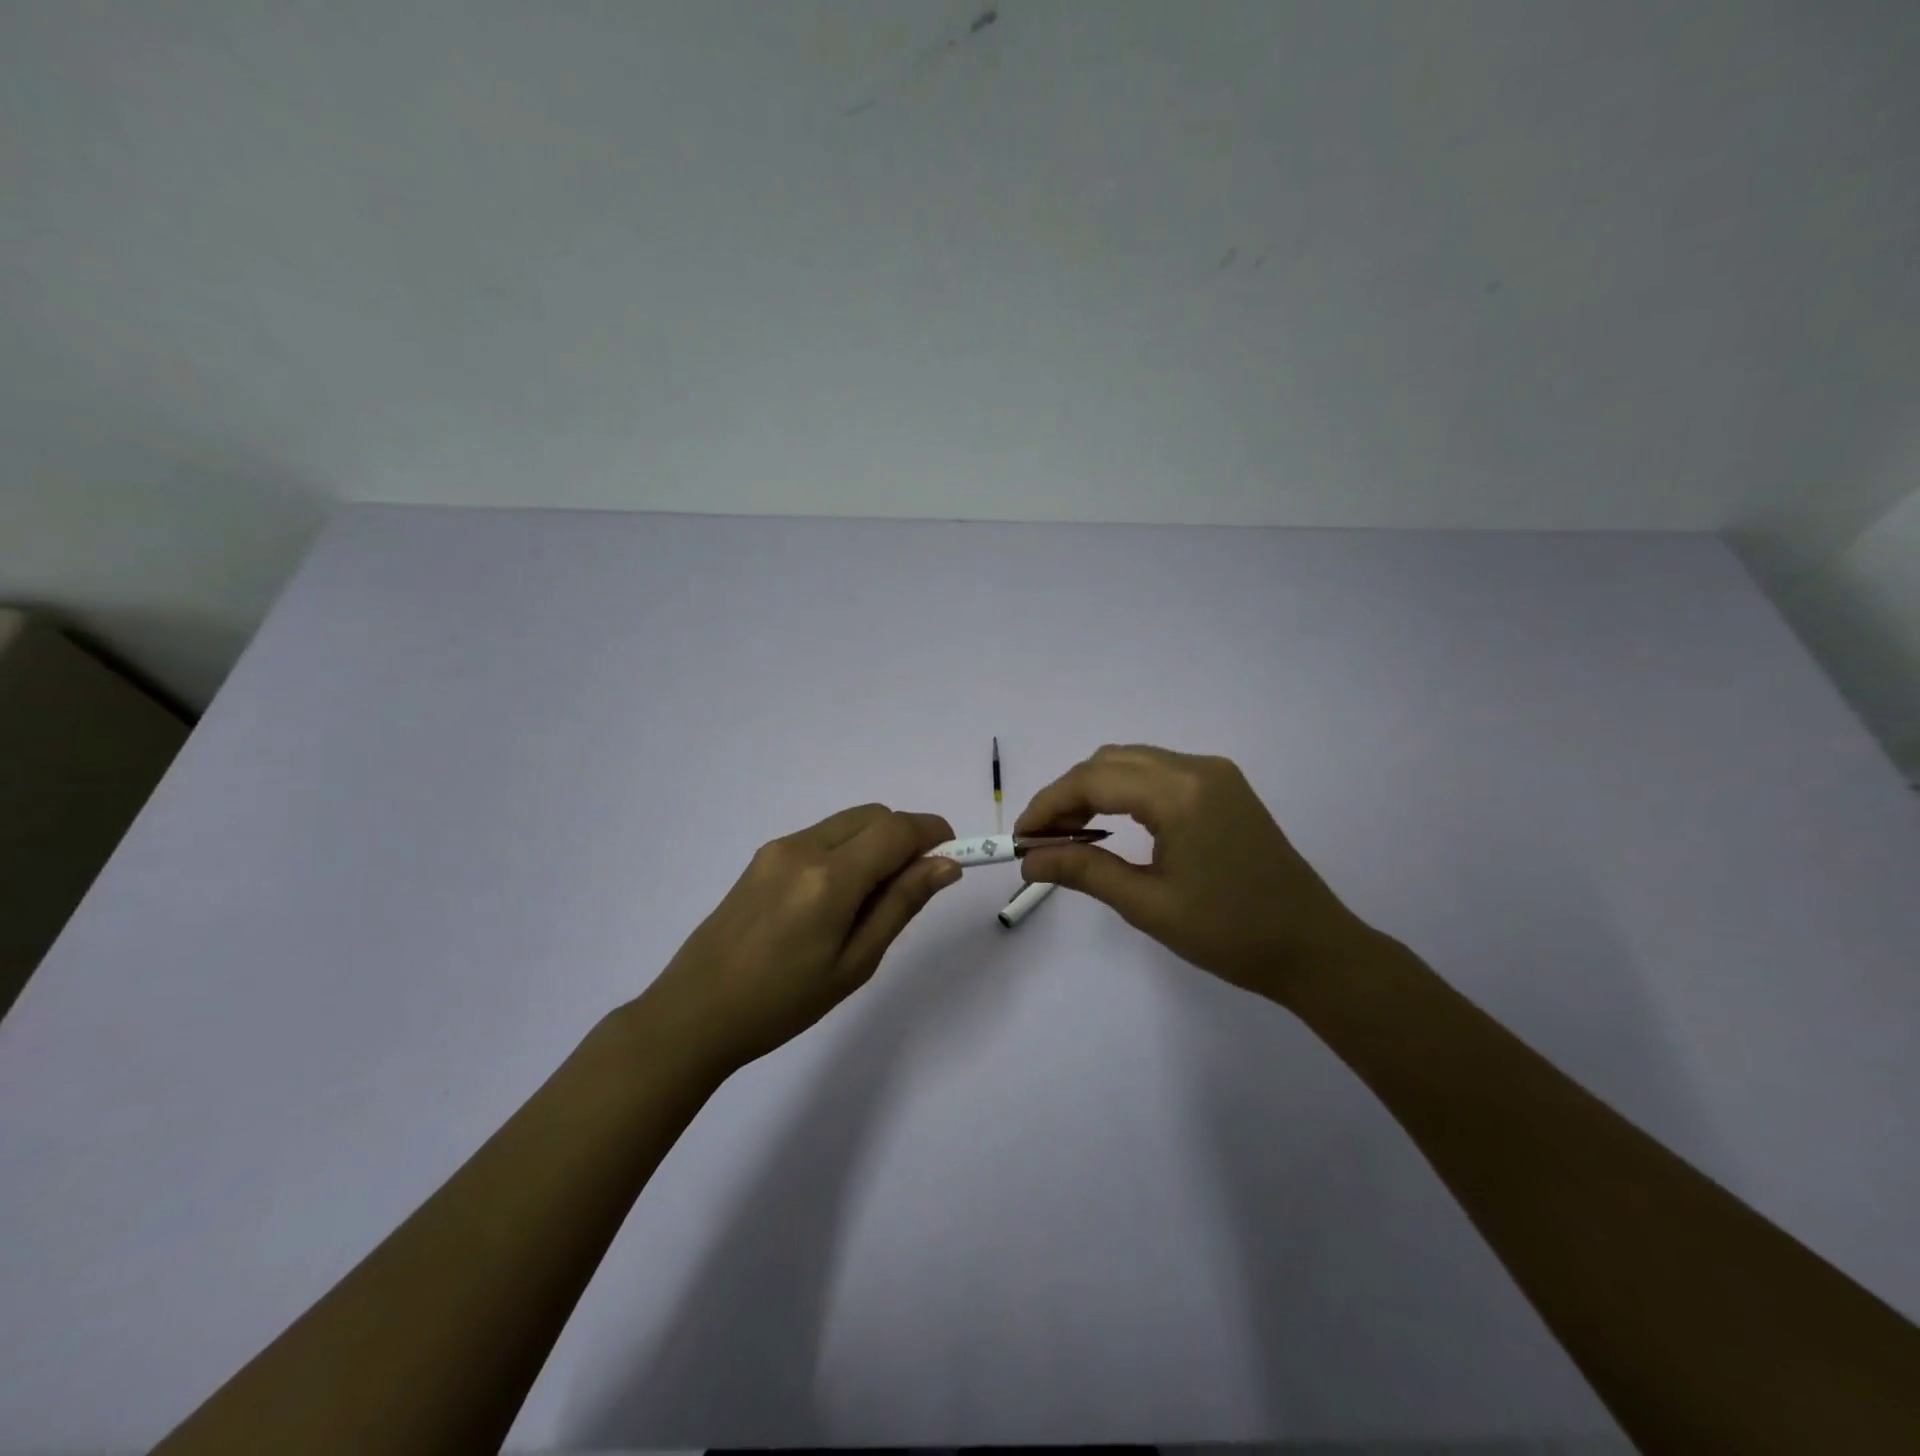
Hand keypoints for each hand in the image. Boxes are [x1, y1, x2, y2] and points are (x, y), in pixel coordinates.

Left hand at [641, 805, 960, 1073]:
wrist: (694, 1013)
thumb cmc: (782, 1003)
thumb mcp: (854, 963)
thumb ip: (901, 904)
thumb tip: (945, 864)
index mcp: (829, 877)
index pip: (897, 828)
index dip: (933, 832)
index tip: (953, 855)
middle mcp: (803, 847)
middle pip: (874, 815)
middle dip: (906, 836)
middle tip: (915, 884)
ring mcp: (778, 848)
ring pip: (847, 823)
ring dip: (876, 842)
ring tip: (874, 898)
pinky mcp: (762, 857)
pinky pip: (821, 836)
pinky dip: (847, 849)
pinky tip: (838, 897)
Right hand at [1016, 745, 1374, 1001]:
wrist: (1313, 948)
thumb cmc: (1230, 934)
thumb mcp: (1148, 905)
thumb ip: (1083, 871)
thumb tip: (1028, 861)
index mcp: (1181, 793)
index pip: (1093, 779)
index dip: (1048, 804)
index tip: (1020, 838)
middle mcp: (1197, 768)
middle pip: (1109, 761)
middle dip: (1067, 794)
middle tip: (1041, 840)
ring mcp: (1215, 773)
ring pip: (1132, 762)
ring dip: (1094, 790)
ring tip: (1069, 835)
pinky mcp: (1224, 787)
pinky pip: (1157, 773)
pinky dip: (1124, 791)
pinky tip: (1111, 824)